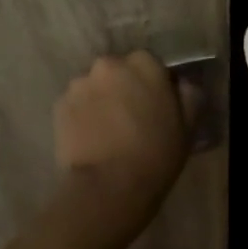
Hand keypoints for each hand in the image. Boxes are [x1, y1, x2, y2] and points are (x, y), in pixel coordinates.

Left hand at [54, 52, 197, 212]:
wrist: (110, 186)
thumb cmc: (156, 154)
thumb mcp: (188, 126)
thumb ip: (188, 95)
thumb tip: (183, 84)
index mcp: (144, 63)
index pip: (149, 63)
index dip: (152, 84)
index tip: (155, 104)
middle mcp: (109, 64)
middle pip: (118, 71)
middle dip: (123, 88)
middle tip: (130, 117)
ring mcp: (80, 84)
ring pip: (94, 86)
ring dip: (100, 100)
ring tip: (107, 130)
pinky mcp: (59, 105)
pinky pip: (75, 104)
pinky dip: (82, 115)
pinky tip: (90, 138)